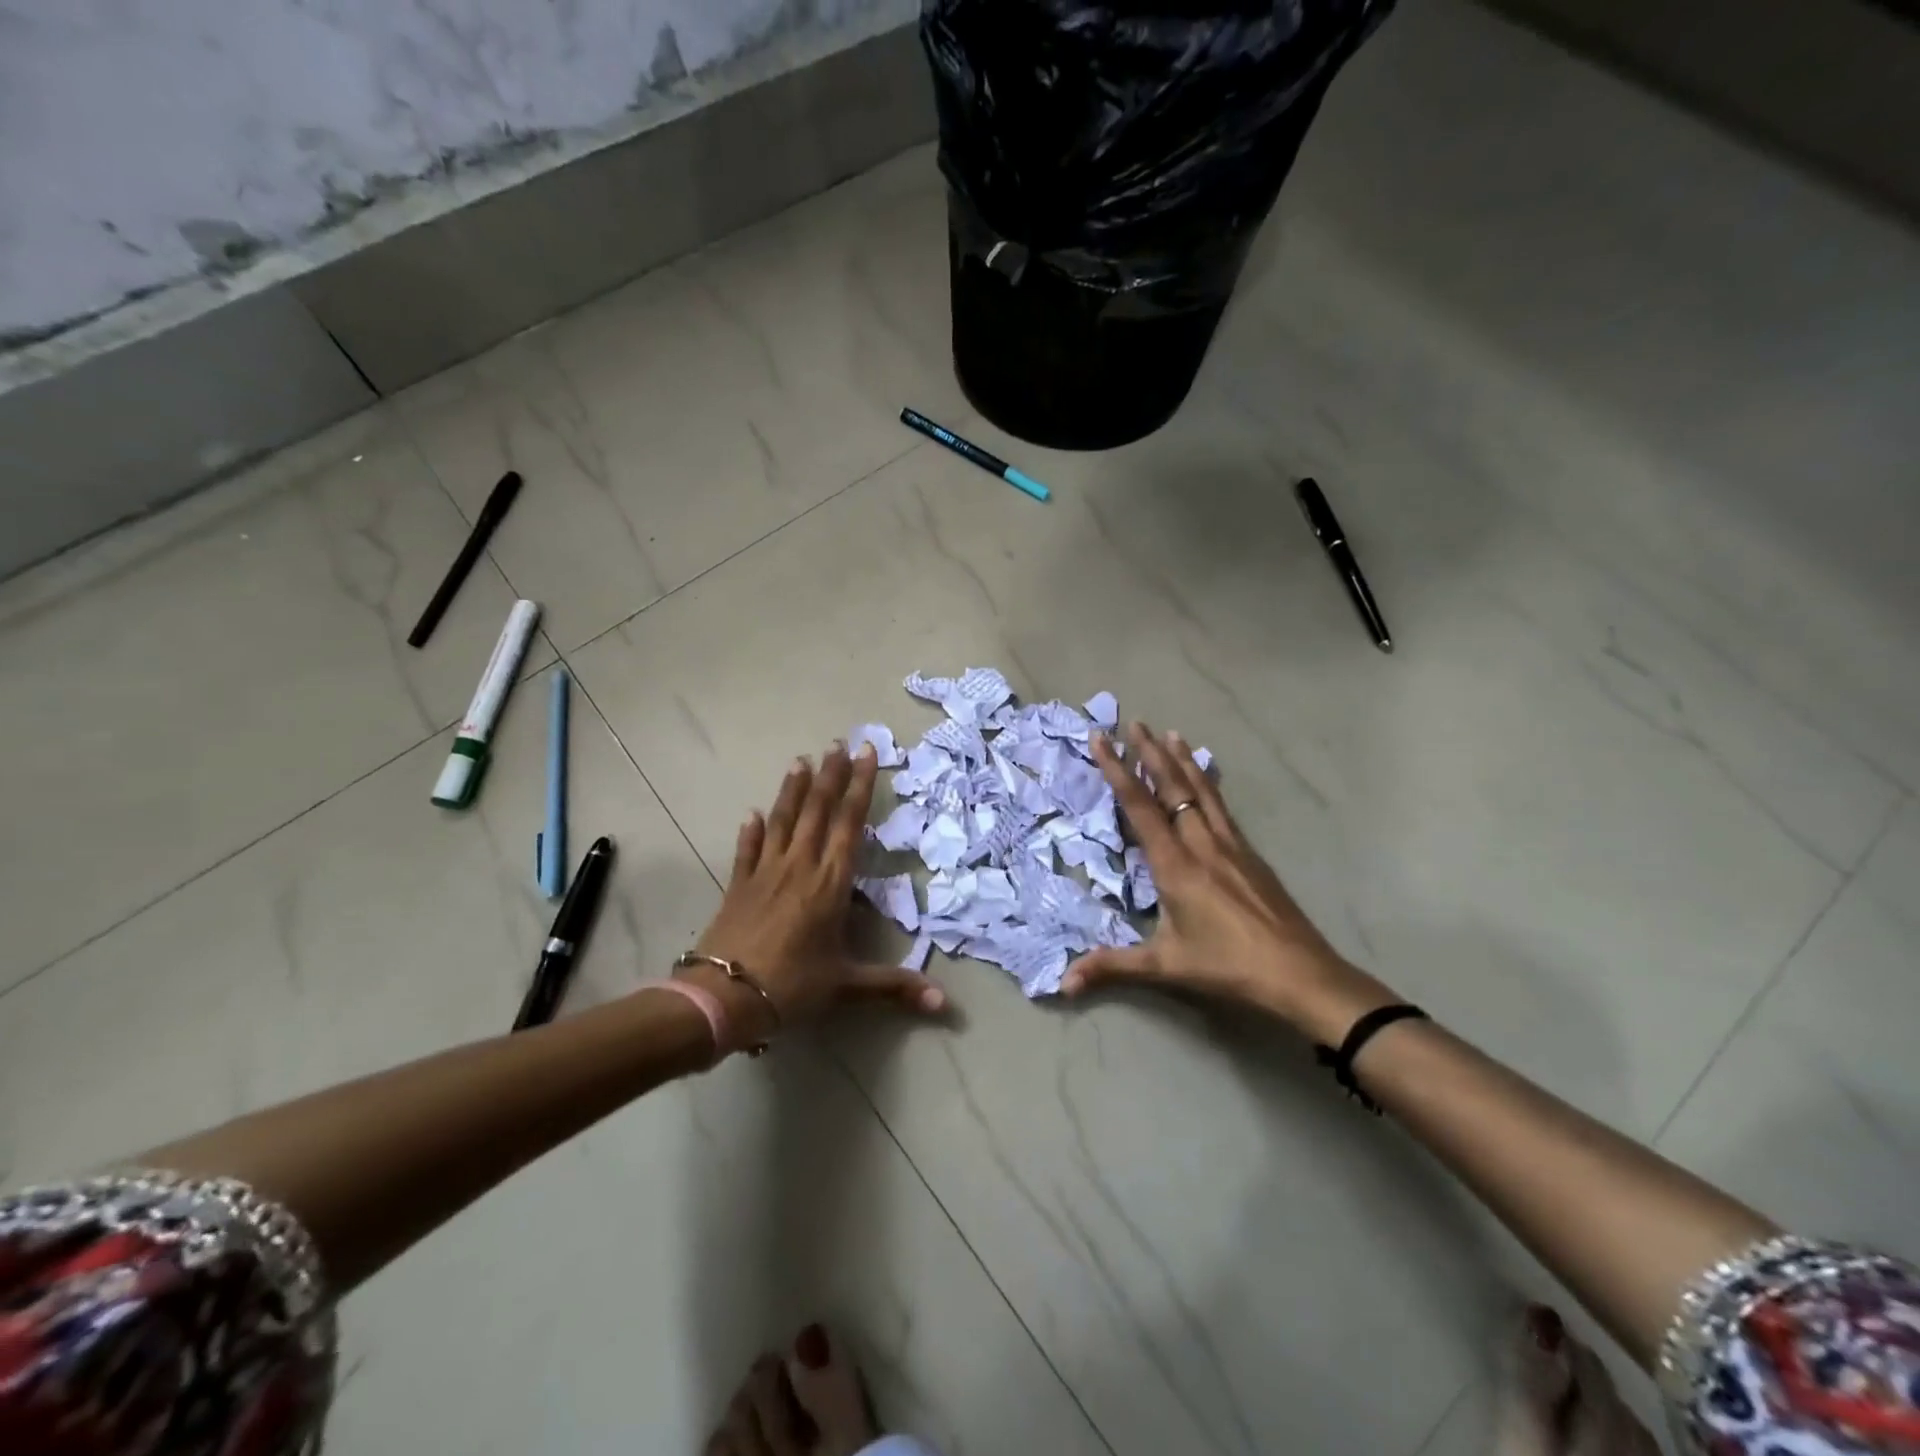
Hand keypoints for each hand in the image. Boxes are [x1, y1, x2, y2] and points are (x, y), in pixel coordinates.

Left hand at [689, 742, 946, 1043]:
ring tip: (801, 760)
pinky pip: (747, 849)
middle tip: (838, 742)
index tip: (866, 753)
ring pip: (783, 820)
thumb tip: (944, 1004)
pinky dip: (752, 830)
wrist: (723, 998)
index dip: (860, 786)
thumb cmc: (791, 987)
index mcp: (830, 884)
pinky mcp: (738, 885)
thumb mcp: (846, 986)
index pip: (850, 824)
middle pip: (818, 811)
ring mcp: (765, 872)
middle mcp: (799, 867)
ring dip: (793, 789)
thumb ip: (894, 987)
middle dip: (830, 775)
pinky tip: (753, 813)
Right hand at [1063, 723, 1397, 1042]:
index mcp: (1175, 865)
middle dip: (1149, 754)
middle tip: (1133, 723)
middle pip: (1172, 788)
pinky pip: (1223, 808)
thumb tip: (1063, 984)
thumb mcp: (1166, 967)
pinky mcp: (1250, 855)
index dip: (1117, 771)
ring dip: (1182, 761)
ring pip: (1201, 792)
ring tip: (1169, 733)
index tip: (1103, 739)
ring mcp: (1231, 846)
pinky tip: (1208, 780)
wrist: (1300, 973)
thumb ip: (1112, 967)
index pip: (1140, 807)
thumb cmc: (1228, 967)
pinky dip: (1208, 785)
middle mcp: (1201, 844)